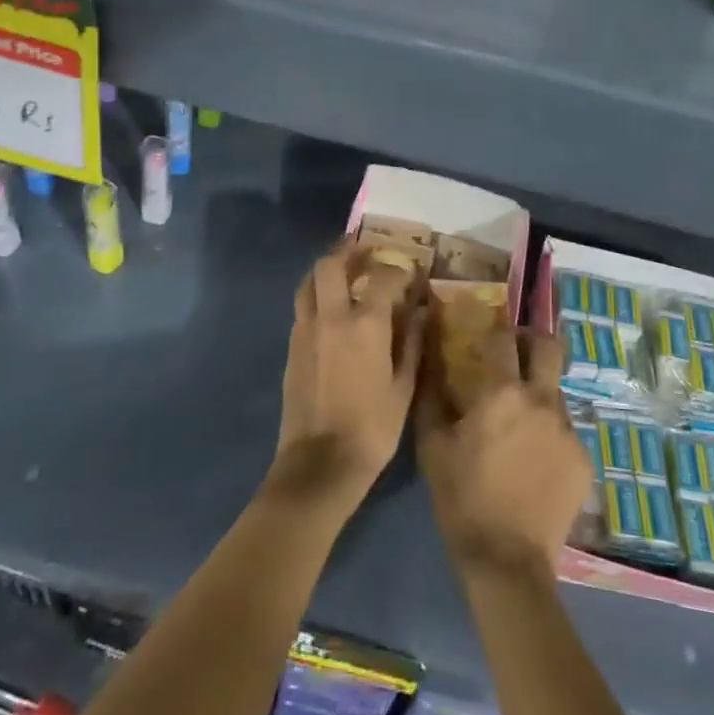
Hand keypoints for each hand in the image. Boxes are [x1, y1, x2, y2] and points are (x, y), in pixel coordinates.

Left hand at [274, 242, 424, 505]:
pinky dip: (316, 295)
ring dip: (326, 269)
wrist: (319, 465)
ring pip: (308, 282)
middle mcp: (331, 317)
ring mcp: (306, 330)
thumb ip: (411, 343)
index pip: (383, 277)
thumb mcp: (404, 388)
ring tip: (344, 271)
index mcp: (365, 324)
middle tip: (365, 250)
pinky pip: (303, 307)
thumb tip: (421, 312)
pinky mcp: (292, 347)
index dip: (399, 269)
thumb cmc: (372, 428)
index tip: (411, 272)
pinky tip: (331, 309)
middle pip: (330, 264)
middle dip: (348, 250)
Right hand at [417, 326, 592, 579]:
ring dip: (539, 394)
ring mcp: (568, 430)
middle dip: (533, 341)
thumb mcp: (432, 446)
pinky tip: (533, 461)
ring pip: (556, 392)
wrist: (507, 563)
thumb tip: (430, 358)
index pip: (504, 337)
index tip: (486, 333)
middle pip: (549, 347)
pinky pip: (565, 430)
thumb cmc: (463, 499)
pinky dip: (548, 433)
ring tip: (520, 423)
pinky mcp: (583, 459)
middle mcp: (542, 401)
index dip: (495, 328)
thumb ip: (432, 395)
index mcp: (503, 393)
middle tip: (515, 354)